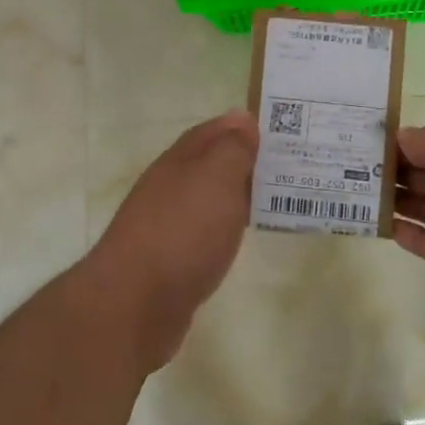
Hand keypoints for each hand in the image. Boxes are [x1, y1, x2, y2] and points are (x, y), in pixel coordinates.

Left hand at [85, 111, 258, 370]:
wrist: (134, 304)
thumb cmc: (181, 232)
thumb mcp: (214, 178)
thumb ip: (232, 149)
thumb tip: (243, 120)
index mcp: (179, 161)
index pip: (213, 131)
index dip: (242, 126)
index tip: (281, 127)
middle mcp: (170, 187)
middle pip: (211, 164)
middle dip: (246, 160)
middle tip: (290, 163)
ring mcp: (168, 225)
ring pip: (211, 199)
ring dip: (239, 194)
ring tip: (278, 198)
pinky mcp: (172, 261)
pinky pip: (208, 231)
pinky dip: (228, 226)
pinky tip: (243, 235)